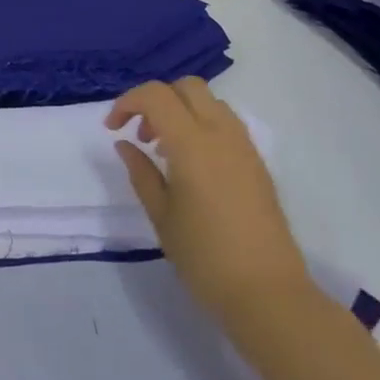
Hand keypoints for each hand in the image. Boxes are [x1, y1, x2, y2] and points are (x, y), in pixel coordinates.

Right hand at [108, 78, 312, 324]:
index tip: (112, 128)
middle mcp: (221, 134)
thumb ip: (141, 172)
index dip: (127, 102)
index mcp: (192, 144)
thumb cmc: (204, 256)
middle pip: (187, 87)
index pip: (156, 95)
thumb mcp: (160, 215)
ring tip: (165, 150)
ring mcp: (244, 147)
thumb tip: (125, 144)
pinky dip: (202, 126)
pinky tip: (191, 164)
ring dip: (181, 110)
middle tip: (141, 134)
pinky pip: (226, 123)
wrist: (267, 293)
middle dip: (156, 99)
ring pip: (210, 102)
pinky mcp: (257, 163)